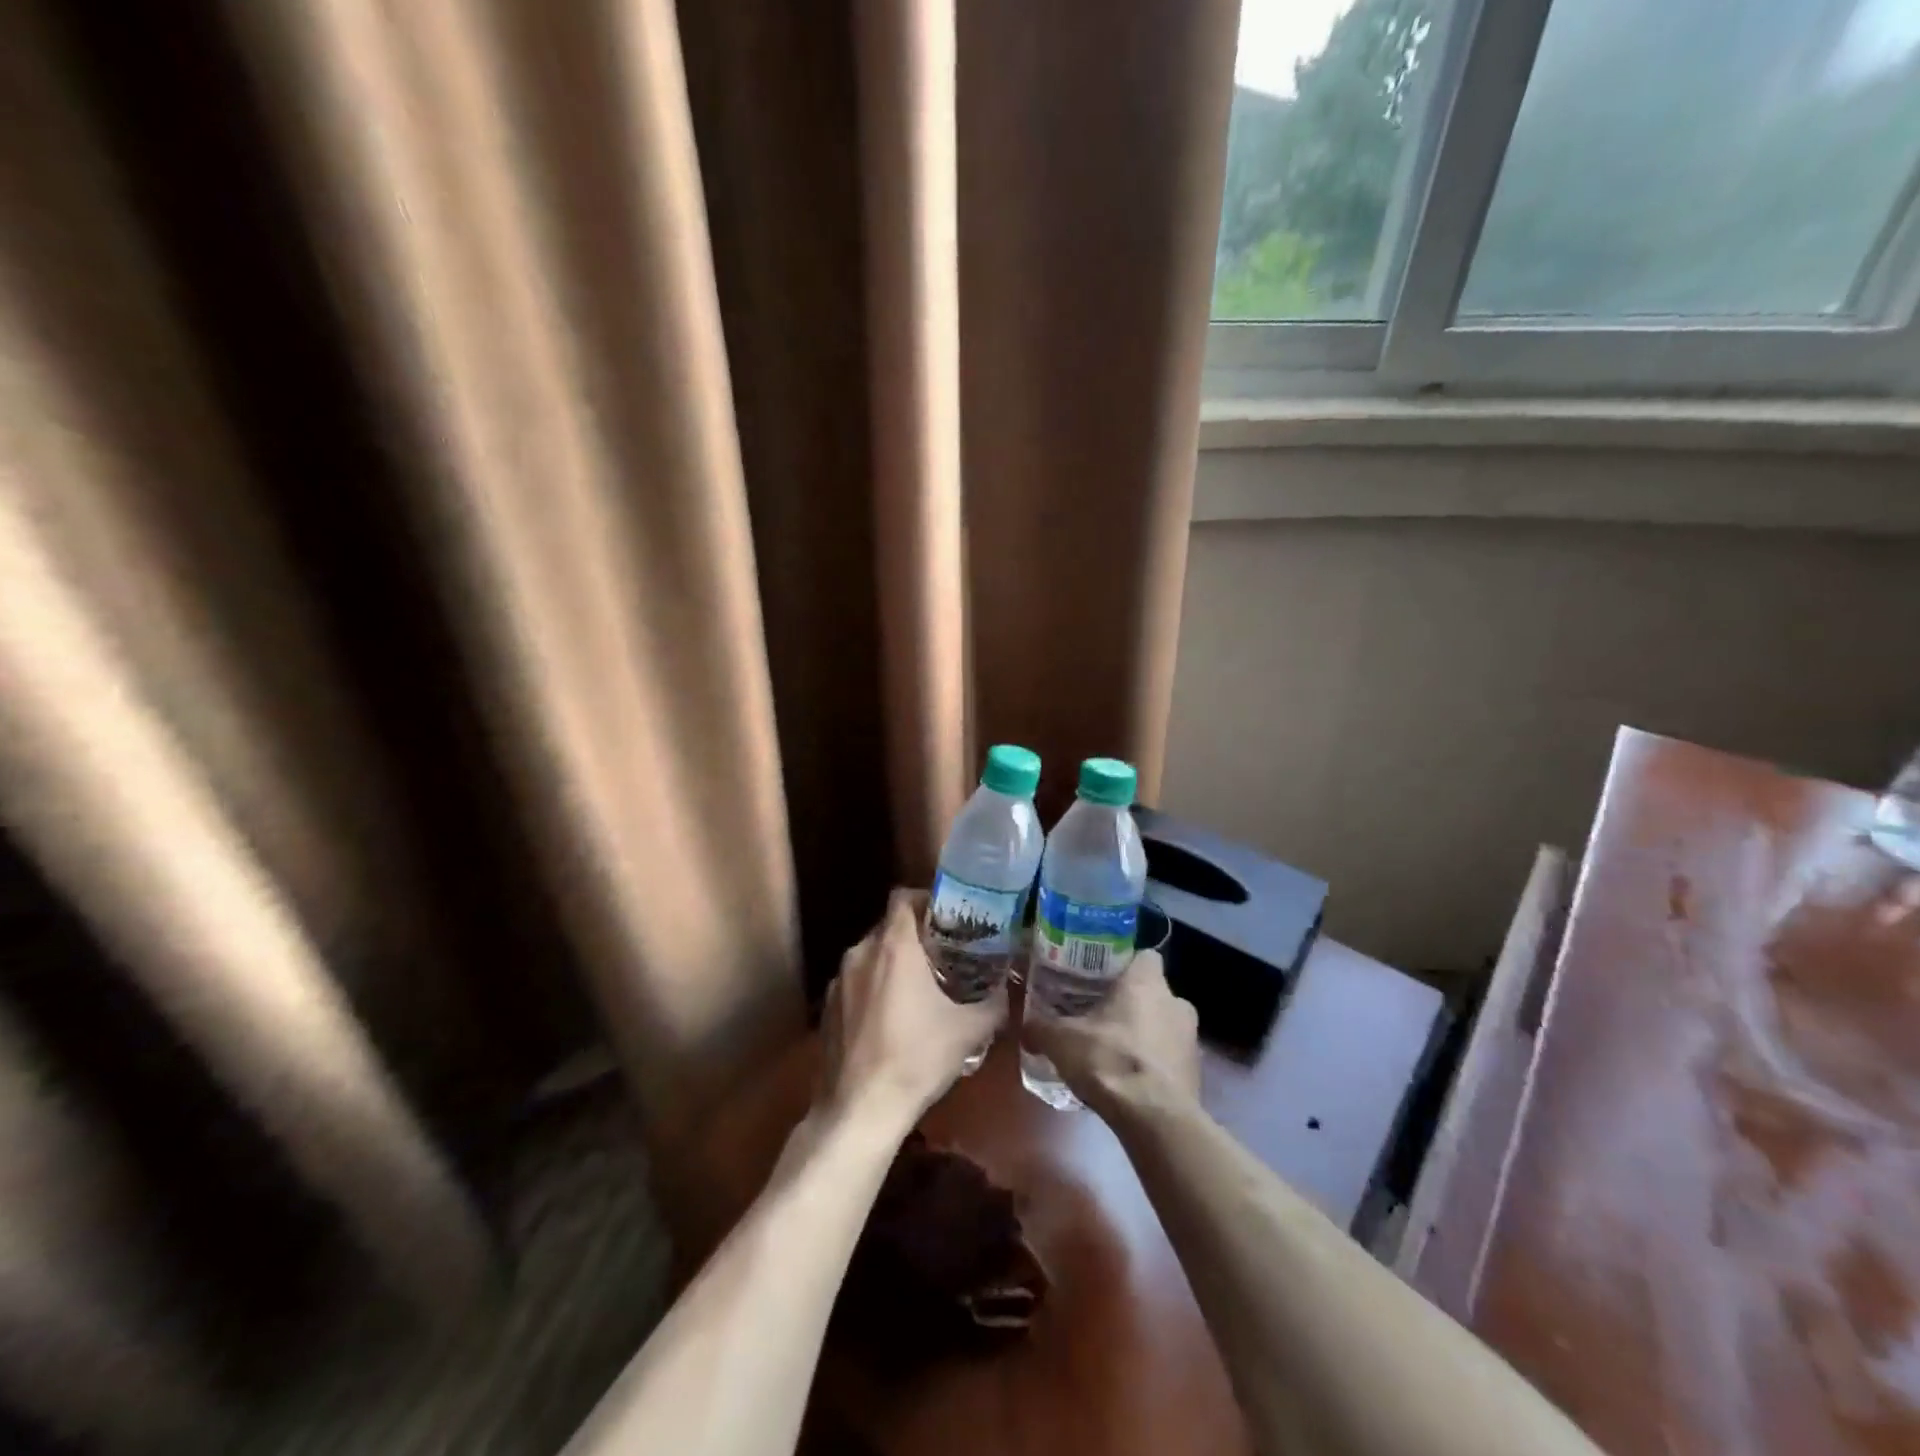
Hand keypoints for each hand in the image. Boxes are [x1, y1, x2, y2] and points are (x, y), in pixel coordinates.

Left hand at [818, 888, 1007, 1129]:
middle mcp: (861, 953)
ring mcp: (839, 981)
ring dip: (894, 963)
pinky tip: (892, 1018)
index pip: (903, 897)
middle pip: (889, 926)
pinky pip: (856, 982)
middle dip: (915, 935)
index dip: (926, 898)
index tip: (949, 915)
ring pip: (871, 955)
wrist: (859, 1110)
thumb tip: (1009, 991)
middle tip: (944, 953)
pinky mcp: (828, 1008)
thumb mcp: (968, 1032)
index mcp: (894, 947)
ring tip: (921, 986)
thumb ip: (993, 1004)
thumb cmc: (916, 1059)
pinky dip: (874, 987)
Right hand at [1022, 950, 1199, 1115]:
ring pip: (1163, 1024)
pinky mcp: (1196, 1073)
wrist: (1155, 1119)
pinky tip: (1129, 1081)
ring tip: (1113, 1051)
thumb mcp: (1061, 1041)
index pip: (1143, 956)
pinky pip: (1170, 1057)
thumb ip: (1040, 1028)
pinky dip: (1154, 1064)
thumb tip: (1025, 1027)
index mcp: (1147, 982)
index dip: (1124, 964)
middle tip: (1100, 1016)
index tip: (1101, 978)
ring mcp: (1191, 1039)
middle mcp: (1176, 1002)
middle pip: (1153, 991)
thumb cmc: (1110, 1060)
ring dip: (1144, 1034)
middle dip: (1130, 1003)